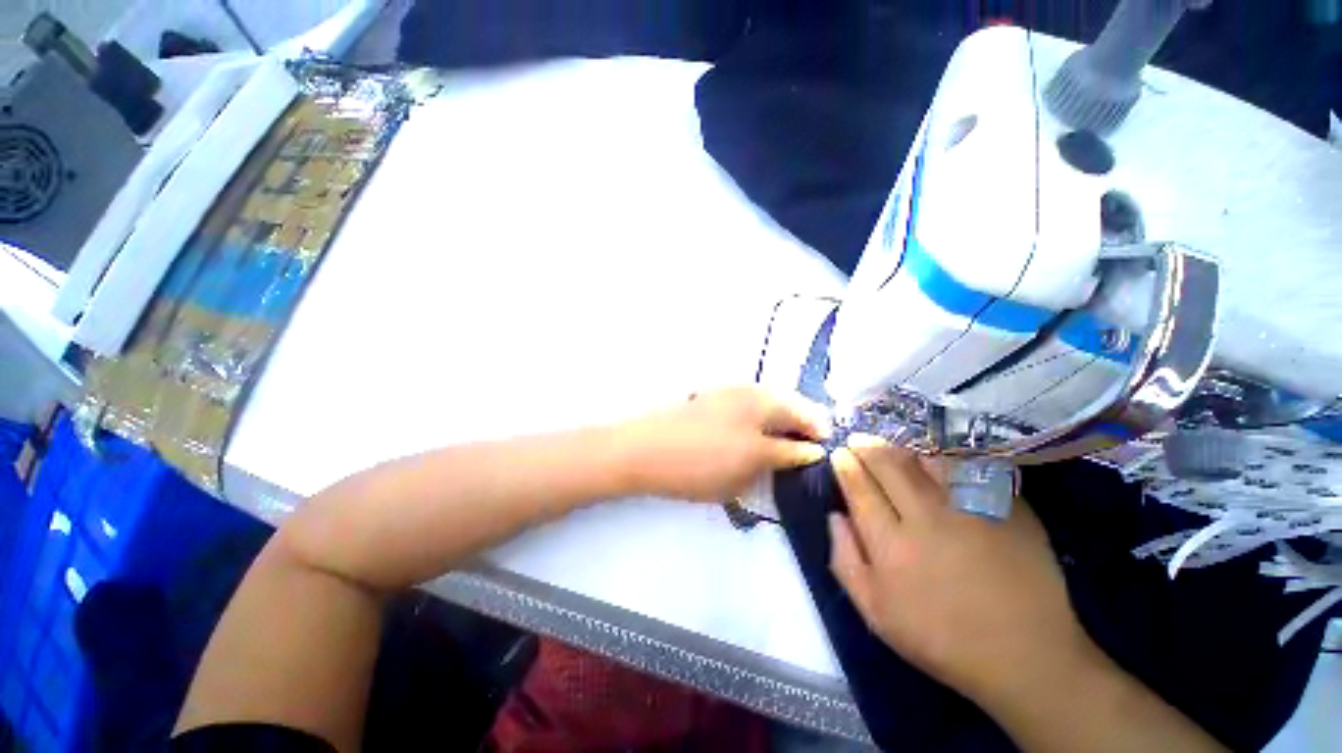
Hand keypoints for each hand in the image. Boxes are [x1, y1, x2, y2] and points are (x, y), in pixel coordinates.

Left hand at [621, 387, 829, 501]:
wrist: (645, 450)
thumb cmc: (701, 462)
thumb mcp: (749, 464)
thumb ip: (785, 455)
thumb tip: (811, 450)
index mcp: (764, 402)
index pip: (807, 414)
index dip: (821, 434)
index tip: (826, 455)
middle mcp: (750, 390)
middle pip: (789, 403)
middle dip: (803, 426)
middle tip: (805, 453)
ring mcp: (728, 392)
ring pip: (769, 402)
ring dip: (781, 421)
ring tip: (781, 448)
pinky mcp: (711, 399)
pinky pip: (749, 404)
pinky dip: (761, 419)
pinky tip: (755, 437)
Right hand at [827, 436, 1094, 706]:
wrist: (1026, 655)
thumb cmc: (941, 638)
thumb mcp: (876, 612)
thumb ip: (845, 560)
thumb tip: (834, 515)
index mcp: (891, 545)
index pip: (860, 489)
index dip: (846, 466)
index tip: (839, 453)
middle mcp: (927, 519)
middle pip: (889, 467)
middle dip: (867, 447)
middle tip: (857, 439)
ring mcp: (970, 510)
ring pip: (927, 460)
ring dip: (902, 448)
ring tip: (891, 447)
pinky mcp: (1007, 509)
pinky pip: (968, 469)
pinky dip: (945, 458)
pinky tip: (935, 459)